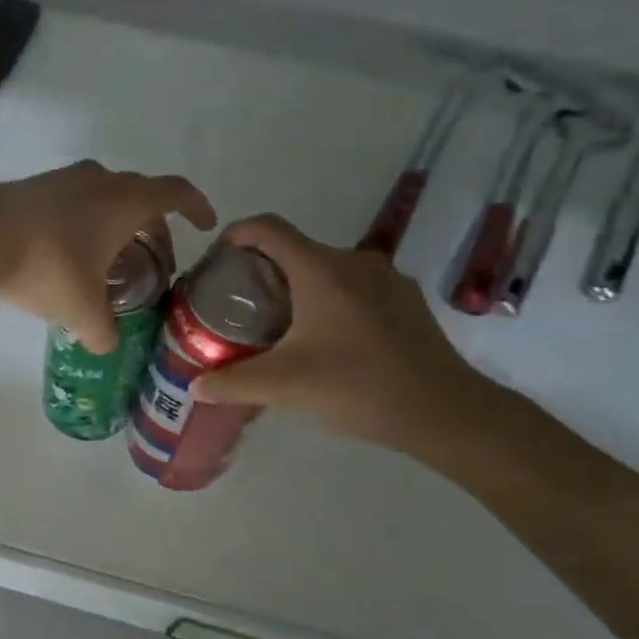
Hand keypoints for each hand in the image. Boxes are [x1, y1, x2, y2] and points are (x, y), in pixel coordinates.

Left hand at [0, 161, 215, 352]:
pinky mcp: (34, 187)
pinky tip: (69, 254)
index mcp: (126, 202)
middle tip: (153, 260)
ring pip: (104, 196)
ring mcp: (64, 179)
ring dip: (115, 224)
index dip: (196, 207)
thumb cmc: (48, 265)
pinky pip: (74, 201)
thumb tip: (107, 347)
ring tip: (110, 260)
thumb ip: (102, 331)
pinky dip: (84, 222)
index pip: (176, 193)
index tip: (205, 225)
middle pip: (141, 195)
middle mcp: (100, 180)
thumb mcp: (82, 309)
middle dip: (153, 227)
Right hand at [190, 214, 501, 454]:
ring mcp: (387, 279)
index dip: (236, 234)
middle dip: (264, 272)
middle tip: (243, 309)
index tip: (217, 259)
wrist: (443, 411)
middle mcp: (354, 262)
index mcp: (320, 269)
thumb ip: (232, 383)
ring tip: (283, 329)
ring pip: (328, 271)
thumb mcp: (283, 387)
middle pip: (296, 250)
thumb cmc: (356, 387)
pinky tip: (330, 344)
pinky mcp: (407, 302)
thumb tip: (195, 387)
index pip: (267, 228)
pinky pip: (356, 290)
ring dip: (300, 290)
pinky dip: (332, 304)